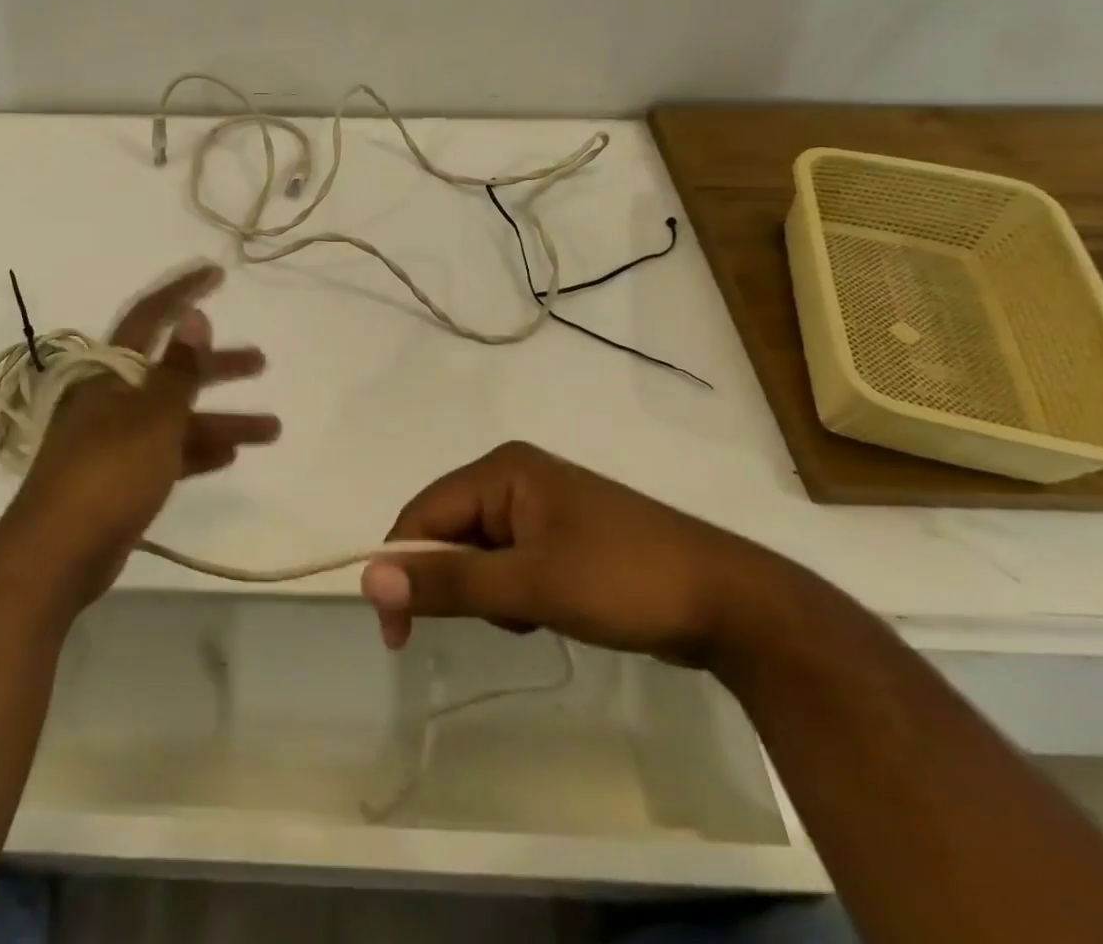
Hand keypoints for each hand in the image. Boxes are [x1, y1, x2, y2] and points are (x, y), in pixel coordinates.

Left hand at [1, 264, 279, 610]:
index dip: (183, 292)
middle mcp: (112, 398)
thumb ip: (179, 368)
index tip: (216, 274)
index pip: (150, 316)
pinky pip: (168, 453)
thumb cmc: (108, 472)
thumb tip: (195, 316)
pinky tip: (230, 454)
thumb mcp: (153, 415)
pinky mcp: (121, 477)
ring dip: (221, 419)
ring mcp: (116, 439)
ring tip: (271, 427)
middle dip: (218, 367)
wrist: (57, 554)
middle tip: (261, 362)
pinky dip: (197, 450)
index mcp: (111, 372)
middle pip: (172, 371)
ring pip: (176, 417)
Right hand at [360, 441, 794, 666]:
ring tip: (534, 617)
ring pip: (480, 552)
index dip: (401, 567)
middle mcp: (515, 477)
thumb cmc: (624, 580)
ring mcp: (542, 506)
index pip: (424, 513)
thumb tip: (369, 577)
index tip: (395, 633)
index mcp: (502, 469)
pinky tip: (551, 612)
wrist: (733, 604)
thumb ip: (450, 581)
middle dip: (459, 582)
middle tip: (496, 623)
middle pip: (450, 530)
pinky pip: (511, 562)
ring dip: (490, 593)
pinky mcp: (563, 536)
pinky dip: (516, 594)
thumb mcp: (531, 586)